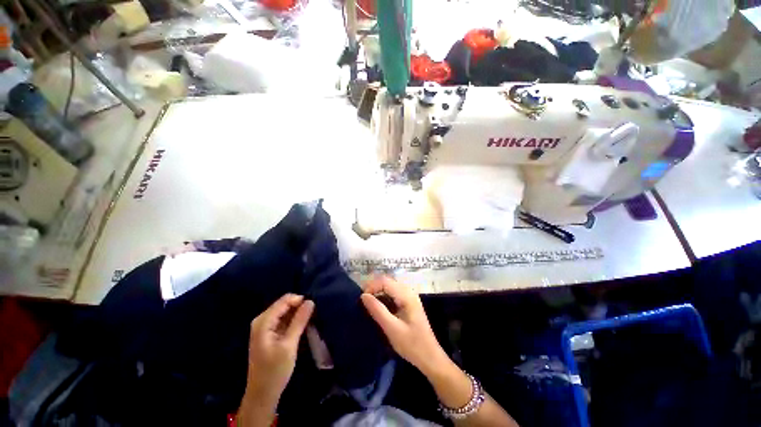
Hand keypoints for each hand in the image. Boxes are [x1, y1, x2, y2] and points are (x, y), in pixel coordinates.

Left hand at [244, 294, 313, 409]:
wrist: (262, 394)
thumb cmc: (275, 371)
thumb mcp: (289, 345)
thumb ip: (299, 321)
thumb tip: (310, 301)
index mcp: (263, 321)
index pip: (285, 300)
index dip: (300, 301)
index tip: (314, 308)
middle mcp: (262, 320)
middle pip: (285, 304)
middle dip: (299, 307)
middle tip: (313, 314)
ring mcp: (265, 327)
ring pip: (285, 312)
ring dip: (298, 314)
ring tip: (310, 320)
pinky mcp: (269, 333)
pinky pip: (284, 320)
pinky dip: (294, 321)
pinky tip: (303, 326)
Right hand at [360, 277, 446, 374]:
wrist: (430, 357)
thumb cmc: (412, 344)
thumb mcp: (392, 328)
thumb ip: (377, 310)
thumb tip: (363, 296)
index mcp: (406, 295)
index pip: (385, 281)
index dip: (371, 286)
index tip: (362, 300)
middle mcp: (409, 291)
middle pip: (387, 282)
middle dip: (374, 288)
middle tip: (363, 302)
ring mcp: (410, 297)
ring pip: (390, 287)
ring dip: (378, 293)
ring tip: (369, 305)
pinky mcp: (409, 303)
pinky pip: (393, 294)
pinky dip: (384, 297)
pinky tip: (379, 308)